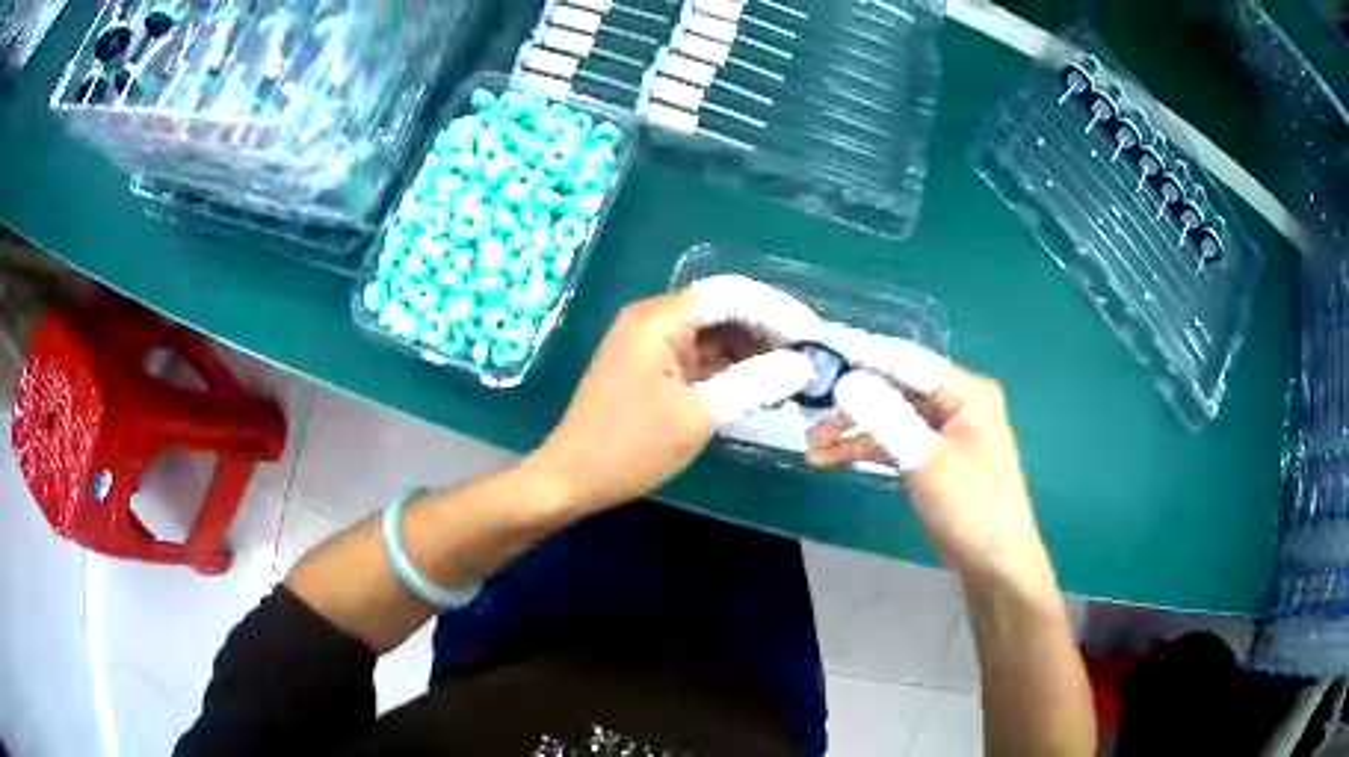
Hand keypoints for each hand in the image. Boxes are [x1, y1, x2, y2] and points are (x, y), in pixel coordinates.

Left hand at [524, 278, 817, 512]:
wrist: (571, 479)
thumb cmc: (629, 446)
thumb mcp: (698, 415)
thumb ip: (755, 382)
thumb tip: (804, 364)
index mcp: (659, 319)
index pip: (730, 293)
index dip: (775, 308)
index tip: (812, 335)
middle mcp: (654, 321)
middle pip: (723, 310)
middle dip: (768, 330)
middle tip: (808, 359)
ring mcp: (651, 346)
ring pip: (714, 335)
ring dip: (753, 352)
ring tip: (793, 377)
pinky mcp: (652, 370)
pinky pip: (701, 359)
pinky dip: (731, 370)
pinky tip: (761, 388)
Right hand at [808, 355, 1053, 593]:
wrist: (994, 562)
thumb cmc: (969, 506)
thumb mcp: (924, 459)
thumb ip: (885, 415)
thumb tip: (845, 381)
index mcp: (965, 391)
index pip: (907, 360)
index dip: (864, 353)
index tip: (823, 346)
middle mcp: (956, 403)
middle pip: (896, 388)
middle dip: (852, 400)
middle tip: (809, 406)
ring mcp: (945, 431)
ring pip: (891, 417)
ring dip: (854, 430)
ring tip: (812, 445)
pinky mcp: (934, 457)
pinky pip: (896, 442)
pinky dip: (867, 449)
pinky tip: (832, 460)